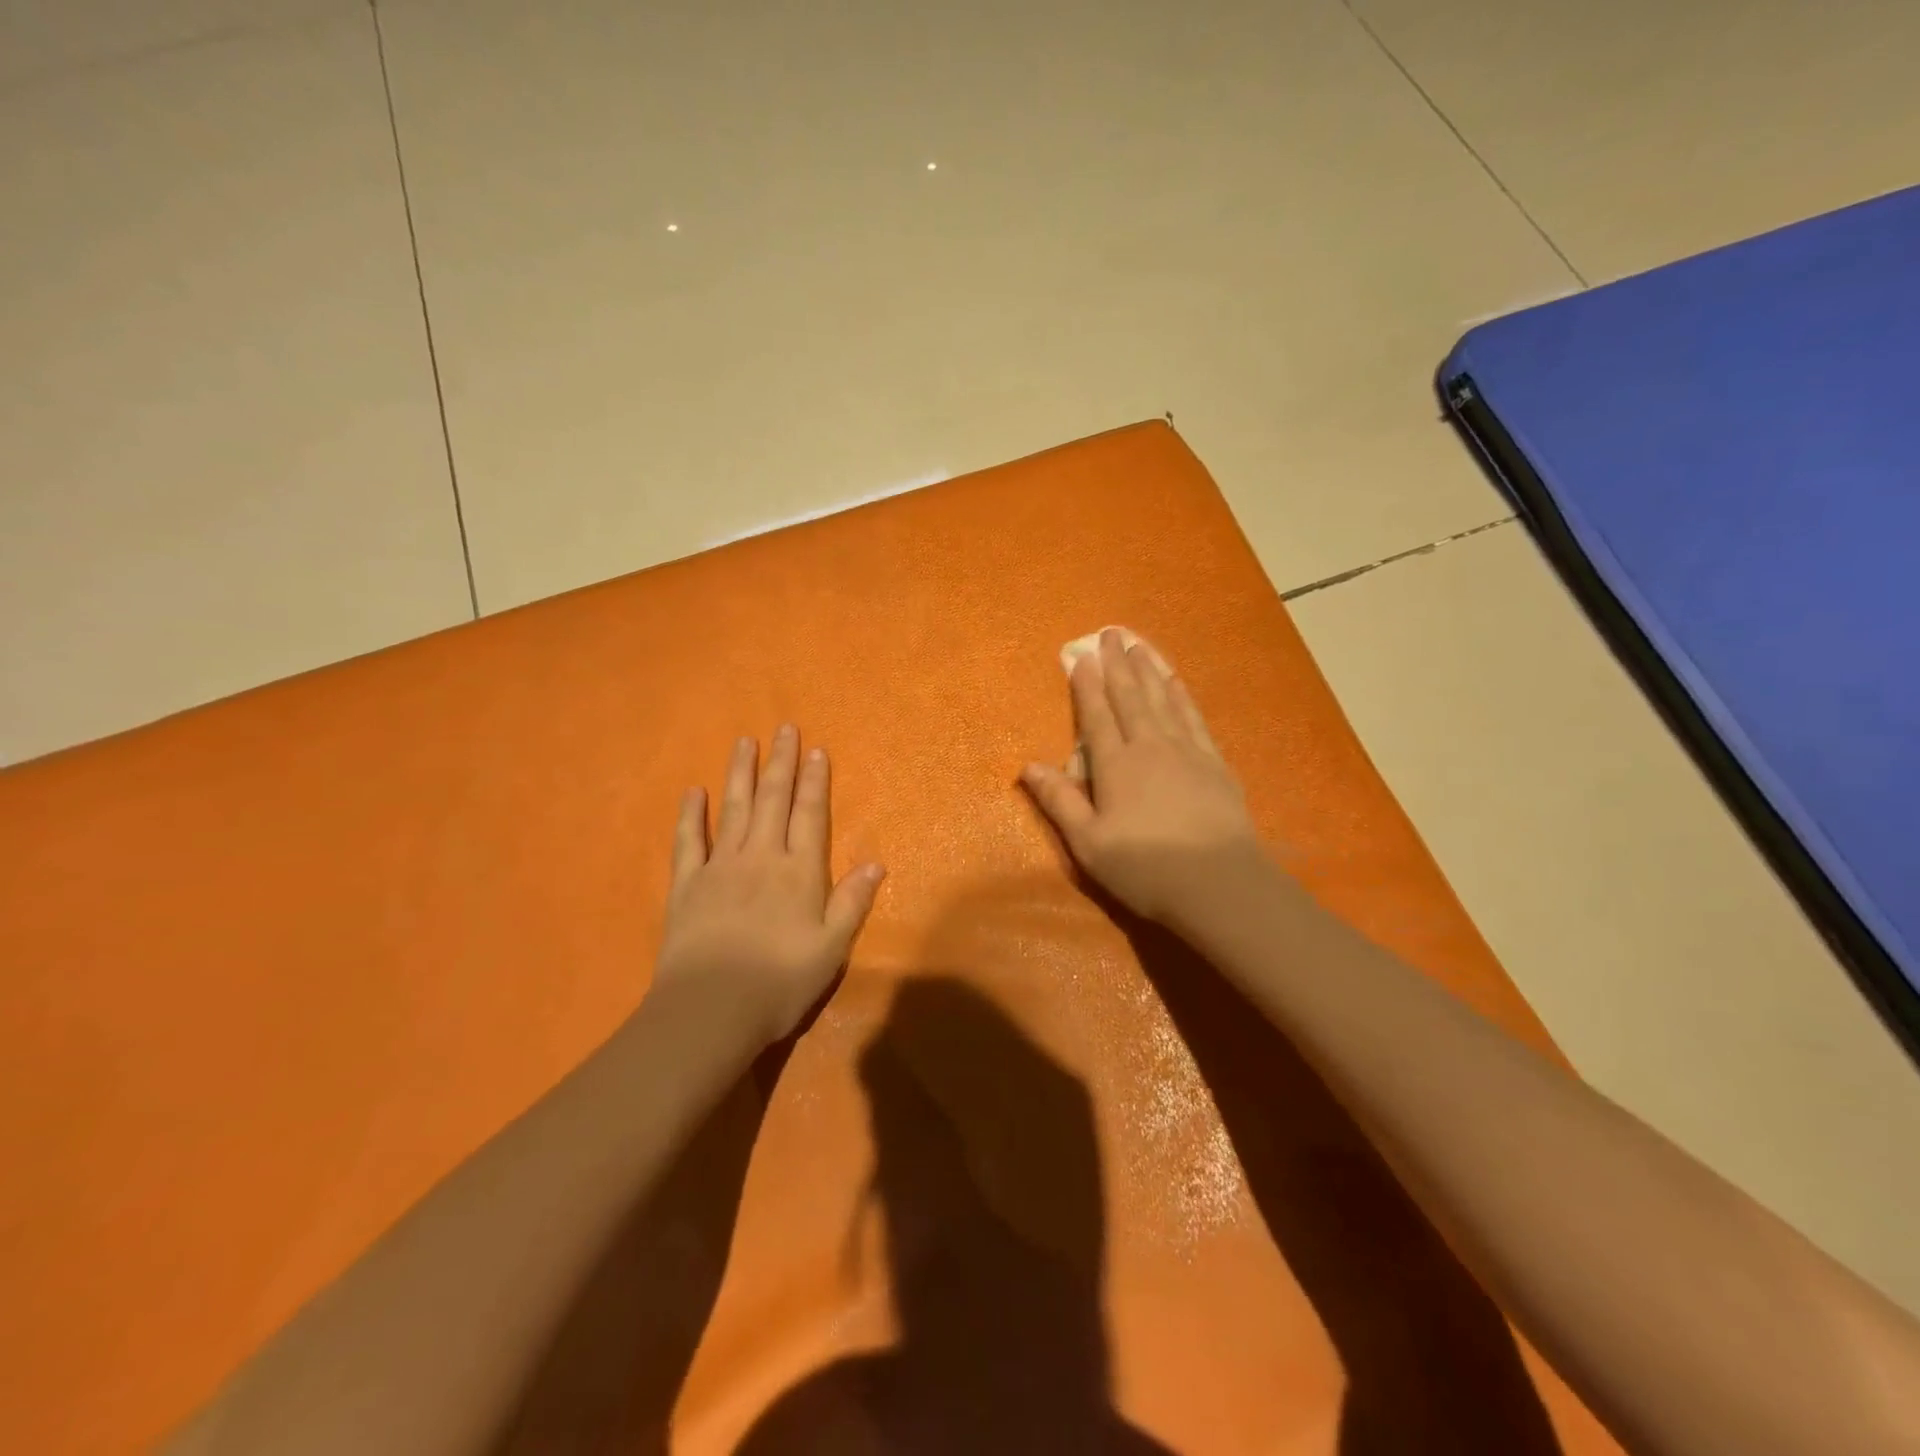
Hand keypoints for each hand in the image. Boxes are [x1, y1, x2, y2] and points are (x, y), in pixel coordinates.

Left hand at [653, 726, 884, 1047]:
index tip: (815, 750)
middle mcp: (761, 857)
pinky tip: (694, 791)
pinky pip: (689, 840)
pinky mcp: (687, 884)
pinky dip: (691, 814)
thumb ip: (852, 902)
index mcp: (799, 872)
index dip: (814, 782)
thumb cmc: (780, 982)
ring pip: (733, 808)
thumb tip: (876, 863)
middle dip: (781, 763)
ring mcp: (720, 867)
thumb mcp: (832, 948)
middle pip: (773, 800)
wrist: (711, 1010)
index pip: (810, 815)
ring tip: (744, 741)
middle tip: (784, 728)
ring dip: (740, 773)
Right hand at [1022, 629, 1261, 926]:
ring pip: (1162, 699)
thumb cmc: (1145, 868)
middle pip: (1130, 697)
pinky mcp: (1214, 762)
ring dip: (1148, 669)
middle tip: (1110, 633)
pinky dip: (1182, 695)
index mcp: (1116, 765)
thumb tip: (1028, 766)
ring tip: (1139, 644)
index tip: (1081, 656)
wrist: (1219, 884)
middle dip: (1117, 664)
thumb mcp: (1088, 842)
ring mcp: (1186, 751)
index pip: (1097, 716)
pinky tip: (1177, 682)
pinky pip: (1193, 717)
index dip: (1087, 685)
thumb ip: (1059, 801)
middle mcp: (1150, 746)